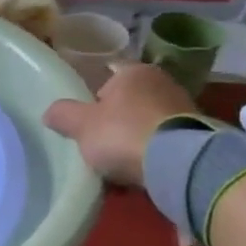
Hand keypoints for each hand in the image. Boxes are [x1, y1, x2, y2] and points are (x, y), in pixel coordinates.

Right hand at [44, 63, 196, 186]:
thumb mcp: (81, 125)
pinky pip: (161, 144)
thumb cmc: (123, 133)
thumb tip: (50, 112)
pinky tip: (135, 174)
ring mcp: (183, 109)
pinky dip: (149, 155)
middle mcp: (162, 82)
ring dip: (131, 141)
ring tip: (115, 166)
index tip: (82, 117)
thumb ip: (63, 115)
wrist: (178, 164)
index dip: (91, 95)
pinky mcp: (194, 136)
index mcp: (134, 72)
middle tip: (95, 143)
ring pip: (145, 124)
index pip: (107, 74)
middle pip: (127, 101)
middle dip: (113, 121)